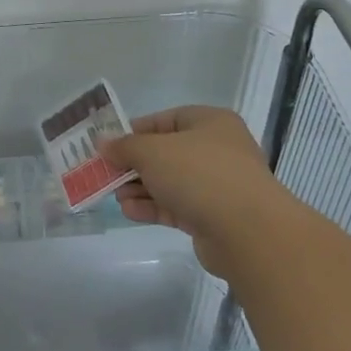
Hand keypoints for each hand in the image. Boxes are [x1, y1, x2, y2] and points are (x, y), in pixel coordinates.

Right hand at [99, 106, 289, 269]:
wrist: (247, 230)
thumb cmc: (199, 174)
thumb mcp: (153, 151)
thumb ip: (125, 146)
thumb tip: (103, 143)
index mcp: (210, 123)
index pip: (165, 120)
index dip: (134, 131)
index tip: (109, 145)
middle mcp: (216, 150)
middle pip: (165, 153)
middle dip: (134, 165)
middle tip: (106, 174)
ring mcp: (217, 185)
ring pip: (170, 182)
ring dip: (140, 188)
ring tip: (116, 197)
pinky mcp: (212, 216)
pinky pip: (176, 205)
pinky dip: (153, 207)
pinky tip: (130, 212)